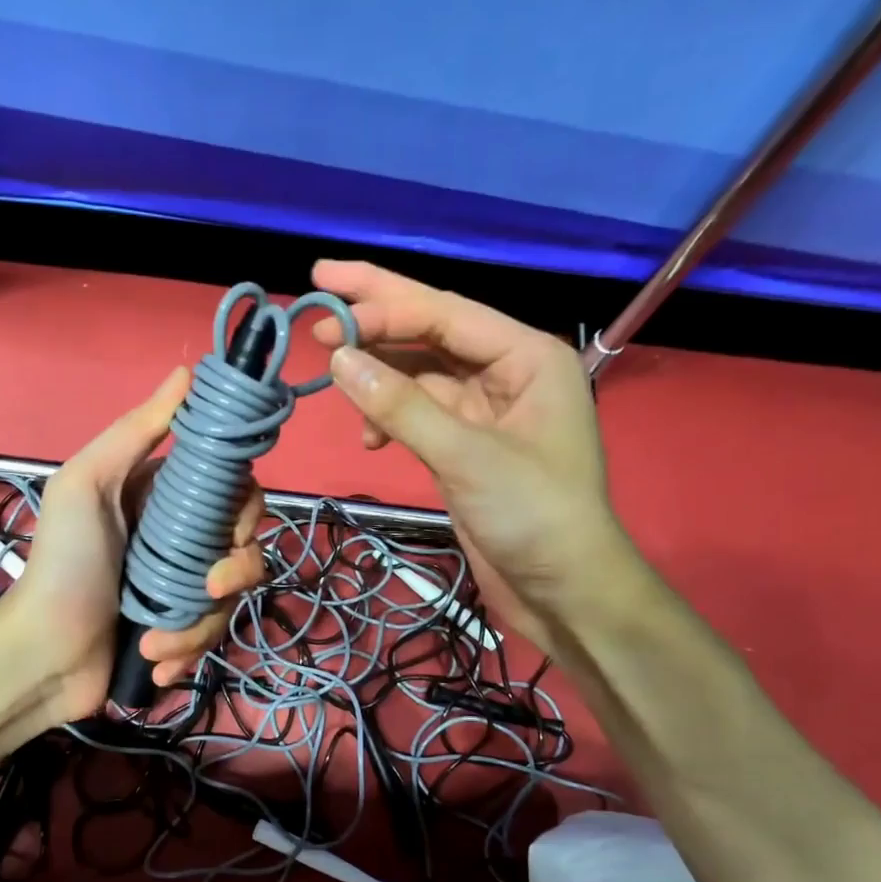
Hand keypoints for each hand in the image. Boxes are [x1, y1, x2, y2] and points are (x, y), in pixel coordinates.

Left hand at [6, 367, 266, 722]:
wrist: (41, 655)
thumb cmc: (63, 565)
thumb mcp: (86, 485)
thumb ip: (135, 432)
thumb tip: (186, 372)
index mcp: (160, 499)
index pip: (230, 489)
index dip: (244, 505)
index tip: (233, 527)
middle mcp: (178, 540)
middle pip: (244, 545)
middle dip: (236, 572)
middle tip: (208, 588)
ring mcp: (180, 588)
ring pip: (231, 598)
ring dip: (199, 626)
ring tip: (153, 645)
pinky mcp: (180, 632)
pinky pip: (211, 636)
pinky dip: (187, 652)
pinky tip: (156, 663)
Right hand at [310, 259, 634, 647]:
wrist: (563, 590)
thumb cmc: (532, 515)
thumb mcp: (465, 455)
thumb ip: (401, 405)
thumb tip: (338, 359)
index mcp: (526, 357)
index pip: (445, 313)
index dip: (383, 300)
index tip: (325, 291)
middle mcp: (507, 374)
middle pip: (432, 333)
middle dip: (377, 319)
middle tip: (317, 295)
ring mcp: (484, 413)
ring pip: (421, 377)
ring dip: (378, 378)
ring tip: (332, 375)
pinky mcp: (466, 448)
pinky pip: (420, 416)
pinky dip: (391, 421)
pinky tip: (369, 438)